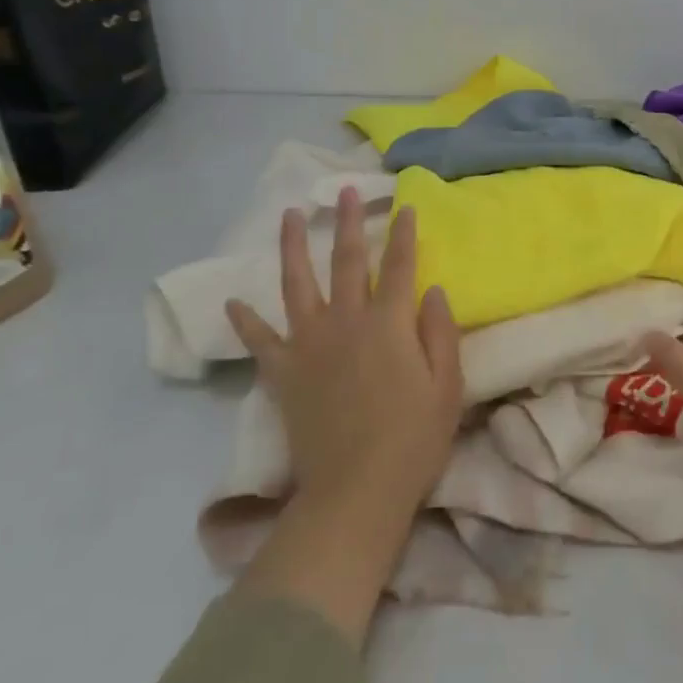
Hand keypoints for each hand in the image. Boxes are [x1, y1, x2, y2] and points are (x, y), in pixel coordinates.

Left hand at [226, 189, 462, 517]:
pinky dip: (246, 321)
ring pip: (297, 284)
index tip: (404, 206)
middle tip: (345, 191)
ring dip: (294, 247)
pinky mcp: (284, 373)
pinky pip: (260, 340)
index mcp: (389, 323)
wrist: (356, 491)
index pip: (399, 265)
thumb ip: (441, 332)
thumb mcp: (448, 386)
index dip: (403, 234)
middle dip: (348, 222)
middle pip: (347, 261)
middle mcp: (346, 321)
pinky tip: (234, 302)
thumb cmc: (413, 439)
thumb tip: (432, 291)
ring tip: (290, 216)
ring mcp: (309, 345)